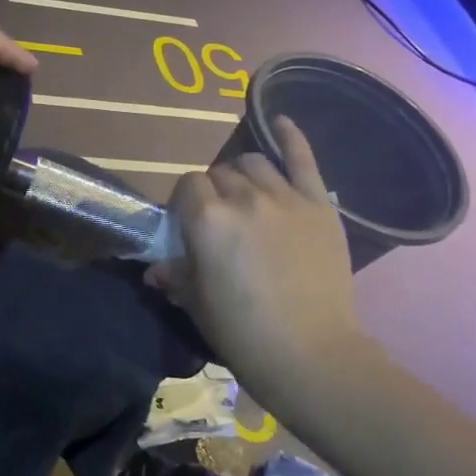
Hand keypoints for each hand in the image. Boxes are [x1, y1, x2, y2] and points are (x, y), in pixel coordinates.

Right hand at [147, 117, 366, 391]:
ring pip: (254, 164)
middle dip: (214, 191)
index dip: (185, 202)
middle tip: (219, 219)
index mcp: (207, 219)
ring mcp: (286, 198)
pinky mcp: (319, 205)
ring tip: (246, 196)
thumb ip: (175, 275)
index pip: (187, 185)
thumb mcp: (196, 303)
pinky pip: (303, 160)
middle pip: (219, 173)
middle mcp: (244, 197)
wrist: (311, 354)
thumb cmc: (242, 332)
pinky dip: (291, 137)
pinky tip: (281, 121)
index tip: (188, 224)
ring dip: (243, 176)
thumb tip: (156, 270)